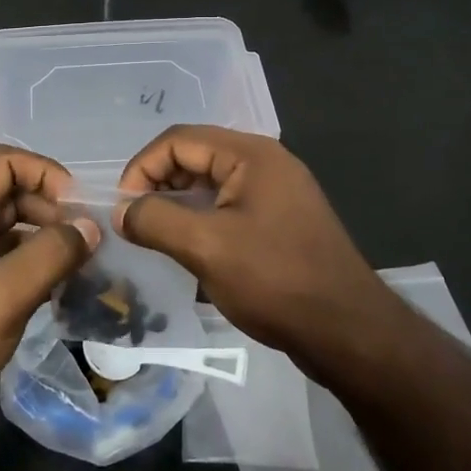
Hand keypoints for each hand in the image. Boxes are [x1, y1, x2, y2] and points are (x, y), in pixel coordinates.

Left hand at [0, 146, 98, 426]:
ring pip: (6, 229)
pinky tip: (55, 288)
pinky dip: (30, 265)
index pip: (2, 162)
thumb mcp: (6, 295)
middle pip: (6, 193)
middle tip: (84, 240)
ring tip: (77, 264)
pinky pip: (1, 261)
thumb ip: (51, 254)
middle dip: (49, 206)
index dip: (43, 172)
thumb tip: (90, 227)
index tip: (77, 206)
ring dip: (43, 237)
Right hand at [115, 126, 404, 375]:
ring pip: (212, 183)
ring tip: (157, 237)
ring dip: (180, 204)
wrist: (348, 331)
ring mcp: (277, 191)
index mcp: (251, 154)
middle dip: (159, 184)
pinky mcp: (281, 220)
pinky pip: (230, 206)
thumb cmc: (275, 280)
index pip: (179, 139)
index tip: (122, 207)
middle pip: (196, 155)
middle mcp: (266, 162)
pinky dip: (203, 219)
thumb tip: (122, 212)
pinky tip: (191, 249)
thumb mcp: (206, 248)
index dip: (142, 167)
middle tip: (136, 223)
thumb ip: (156, 220)